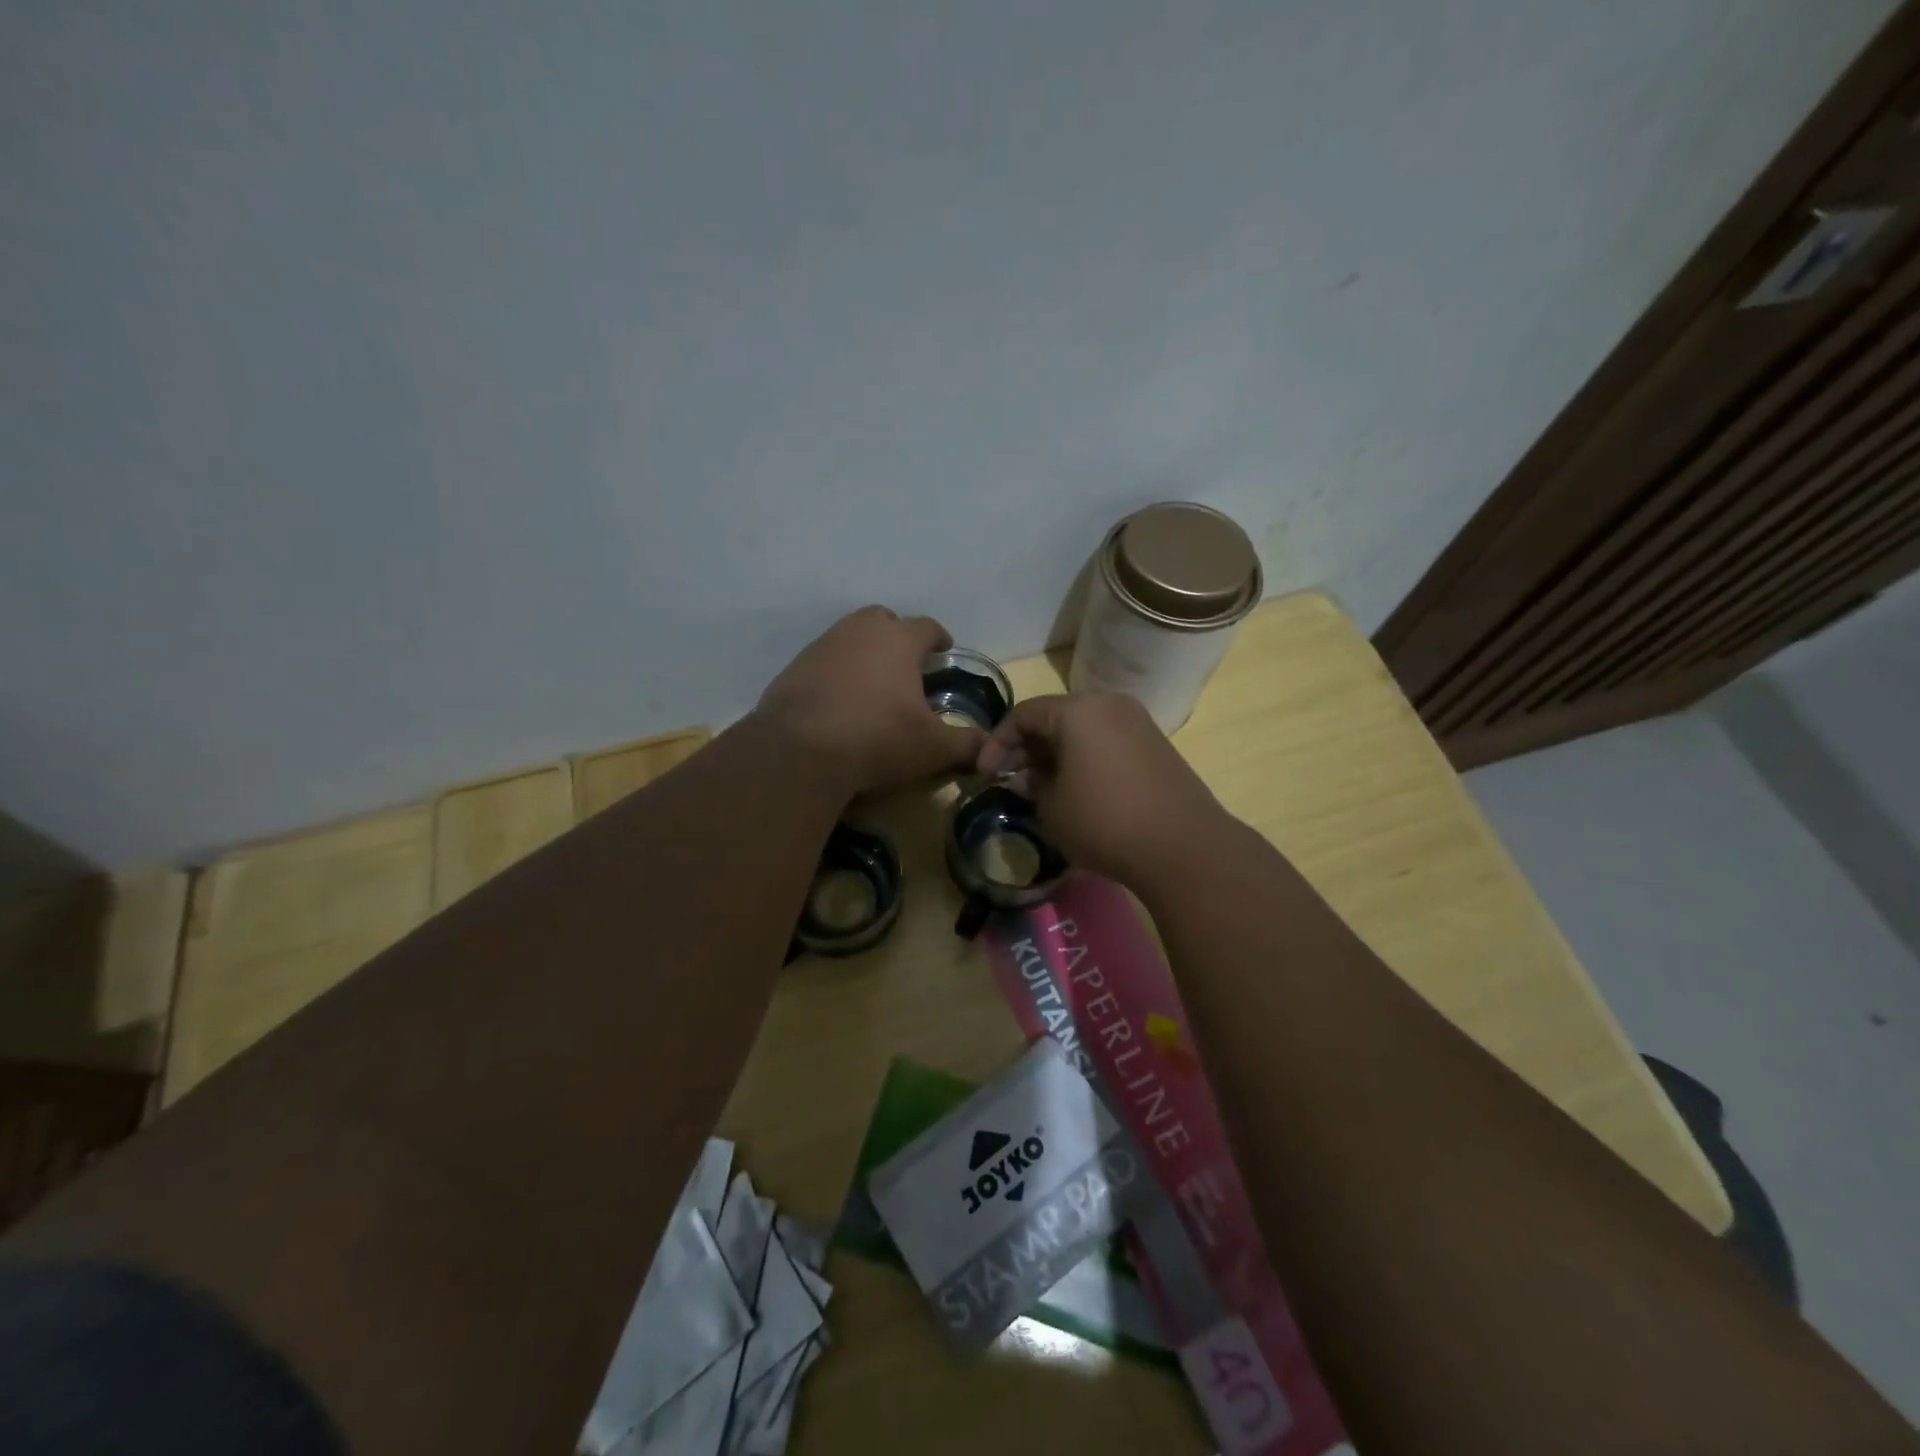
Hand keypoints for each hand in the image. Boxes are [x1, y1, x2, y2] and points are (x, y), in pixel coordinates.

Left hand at [757, 606, 983, 798]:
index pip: (927, 627)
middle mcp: (860, 631)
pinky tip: (838, 701)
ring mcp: (822, 645)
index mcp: (899, 640)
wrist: (800, 750)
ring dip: (864, 652)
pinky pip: (823, 661)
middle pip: (883, 620)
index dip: (939, 637)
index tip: (944, 650)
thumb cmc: (878, 738)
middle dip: (897, 636)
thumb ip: (967, 744)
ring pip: (850, 636)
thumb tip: (991, 749)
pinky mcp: (794, 667)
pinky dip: (835, 673)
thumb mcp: (932, 748)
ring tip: (872, 683)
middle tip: (906, 664)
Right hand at [976, 692, 1227, 884]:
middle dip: (1028, 746)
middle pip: (1055, 716)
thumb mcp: (1052, 808)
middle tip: (1012, 777)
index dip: (997, 743)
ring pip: (1083, 727)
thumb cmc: (1104, 822)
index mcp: (1077, 710)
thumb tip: (1029, 777)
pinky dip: (1085, 755)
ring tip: (1043, 785)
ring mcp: (1137, 721)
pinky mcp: (1156, 744)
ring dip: (1057, 751)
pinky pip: (1107, 739)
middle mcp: (1108, 703)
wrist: (1183, 846)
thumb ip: (1032, 785)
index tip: (985, 774)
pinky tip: (1079, 787)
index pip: (1023, 715)